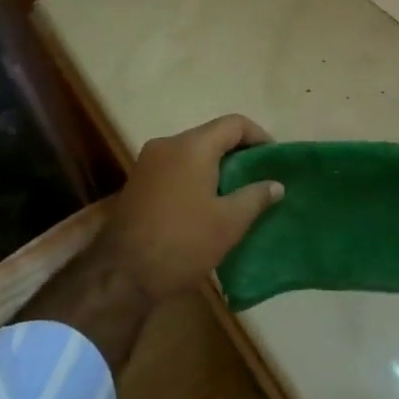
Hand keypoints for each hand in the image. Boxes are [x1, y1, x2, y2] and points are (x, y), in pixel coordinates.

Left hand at [98, 114, 284, 305]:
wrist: (123, 274)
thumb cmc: (183, 242)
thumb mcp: (229, 222)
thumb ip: (256, 197)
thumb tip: (276, 185)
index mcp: (192, 147)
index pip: (233, 124)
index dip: (259, 136)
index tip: (274, 159)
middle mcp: (167, 145)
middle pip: (210, 136)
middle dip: (237, 153)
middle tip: (258, 177)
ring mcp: (147, 163)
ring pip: (191, 153)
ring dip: (215, 166)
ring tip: (235, 192)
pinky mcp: (137, 182)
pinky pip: (174, 168)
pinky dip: (194, 176)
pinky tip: (206, 203)